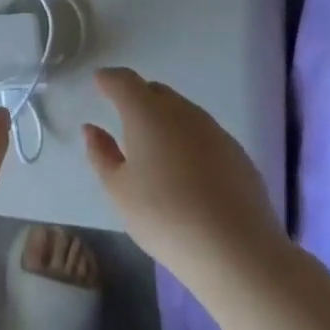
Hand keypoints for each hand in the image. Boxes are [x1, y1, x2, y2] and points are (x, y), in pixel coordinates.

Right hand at [83, 67, 287, 280]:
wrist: (237, 250)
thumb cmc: (165, 217)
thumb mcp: (119, 190)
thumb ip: (101, 154)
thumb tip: (92, 128)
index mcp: (146, 112)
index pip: (124, 80)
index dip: (109, 79)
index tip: (99, 83)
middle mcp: (181, 111)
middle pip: (155, 92)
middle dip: (138, 98)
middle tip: (126, 121)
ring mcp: (214, 130)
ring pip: (182, 112)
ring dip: (165, 120)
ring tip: (157, 151)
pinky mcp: (237, 153)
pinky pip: (204, 134)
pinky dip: (189, 142)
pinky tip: (188, 173)